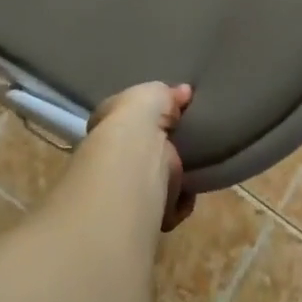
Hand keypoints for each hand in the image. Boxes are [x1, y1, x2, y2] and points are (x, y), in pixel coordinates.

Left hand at [87, 82, 195, 230]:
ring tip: (193, 168)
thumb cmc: (135, 120)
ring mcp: (127, 186)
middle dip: (163, 152)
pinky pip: (170, 206)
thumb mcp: (152, 93)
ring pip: (156, 181)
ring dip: (173, 180)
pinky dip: (181, 202)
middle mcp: (112, 156)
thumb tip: (185, 91)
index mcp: (108, 124)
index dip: (147, 120)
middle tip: (188, 144)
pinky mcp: (144, 210)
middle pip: (143, 152)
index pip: (127, 121)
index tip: (172, 118)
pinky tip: (188, 191)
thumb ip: (168, 94)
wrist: (132, 160)